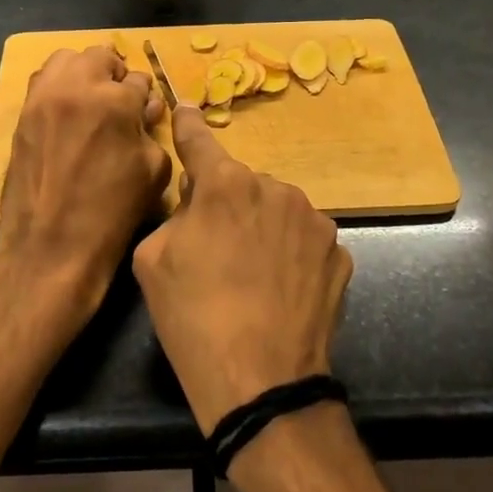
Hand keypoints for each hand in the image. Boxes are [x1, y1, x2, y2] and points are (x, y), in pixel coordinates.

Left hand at [0, 45, 171, 331]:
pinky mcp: (21, 115)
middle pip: (99, 56)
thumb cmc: (112, 213)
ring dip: (83, 73)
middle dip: (114, 75)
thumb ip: (150, 130)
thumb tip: (141, 112)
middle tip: (119, 104)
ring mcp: (42, 98)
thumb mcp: (153, 171)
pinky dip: (58, 88)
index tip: (143, 115)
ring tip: (91, 103)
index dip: (144, 99)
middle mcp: (75, 87)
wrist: (51, 247)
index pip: (137, 80)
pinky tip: (67, 116)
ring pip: (66, 61)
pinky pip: (42, 83)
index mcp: (114, 100)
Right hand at [133, 107, 352, 432]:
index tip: (186, 109)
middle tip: (215, 248)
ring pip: (276, 209)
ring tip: (252, 275)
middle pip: (241, 184)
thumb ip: (174, 214)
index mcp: (226, 185)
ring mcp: (314, 220)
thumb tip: (197, 201)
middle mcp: (275, 188)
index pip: (200, 141)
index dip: (188, 126)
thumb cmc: (193, 318)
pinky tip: (280, 288)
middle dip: (227, 202)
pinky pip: (303, 239)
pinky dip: (290, 253)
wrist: (261, 382)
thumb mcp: (152, 260)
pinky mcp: (339, 252)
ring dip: (262, 226)